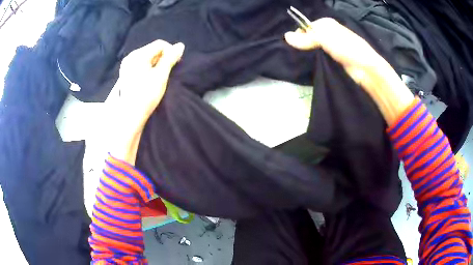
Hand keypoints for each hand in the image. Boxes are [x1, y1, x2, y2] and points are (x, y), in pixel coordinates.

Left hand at [108, 40, 184, 163]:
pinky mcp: (126, 73)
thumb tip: (181, 45)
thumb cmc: (146, 95)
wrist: (130, 115)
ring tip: (161, 75)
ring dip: (157, 63)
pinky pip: (141, 64)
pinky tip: (151, 78)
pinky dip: (149, 68)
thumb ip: (170, 58)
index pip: (159, 44)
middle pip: (152, 50)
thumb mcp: (161, 75)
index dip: (171, 51)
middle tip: (169, 70)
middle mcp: (131, 57)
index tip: (177, 62)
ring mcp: (127, 65)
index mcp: (138, 55)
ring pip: (147, 57)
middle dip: (163, 57)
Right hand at [284, 18, 413, 124]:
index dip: (300, 34)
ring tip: (305, 59)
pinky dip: (316, 59)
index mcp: (327, 23)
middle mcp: (330, 33)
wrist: (366, 69)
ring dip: (310, 53)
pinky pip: (322, 56)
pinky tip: (313, 63)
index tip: (296, 45)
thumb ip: (306, 38)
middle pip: (310, 36)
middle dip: (304, 44)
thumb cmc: (347, 48)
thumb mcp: (325, 39)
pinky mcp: (336, 58)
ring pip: (315, 47)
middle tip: (300, 54)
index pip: (306, 26)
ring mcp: (333, 46)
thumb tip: (286, 37)